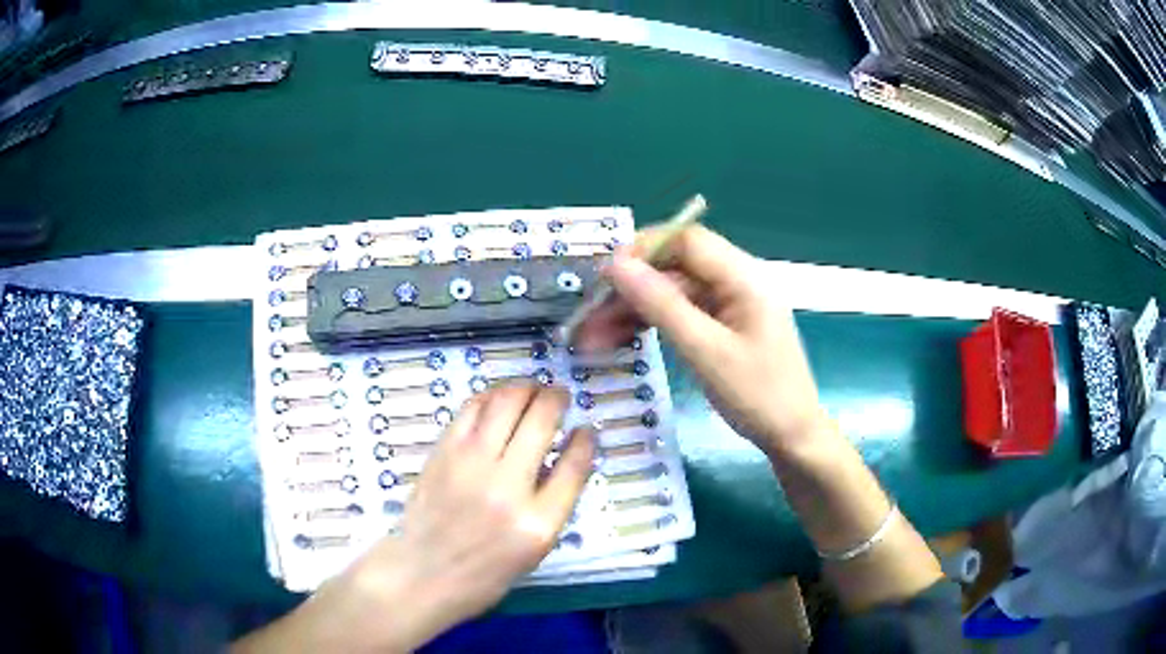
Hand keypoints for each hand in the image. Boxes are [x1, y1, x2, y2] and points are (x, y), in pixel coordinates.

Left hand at [234, 386, 593, 653]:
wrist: (407, 582)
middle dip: (555, 398)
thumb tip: (556, 464)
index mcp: (536, 526)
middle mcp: (506, 490)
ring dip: (522, 388)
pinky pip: (469, 409)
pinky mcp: (437, 455)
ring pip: (504, 402)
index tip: (587, 427)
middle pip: (541, 419)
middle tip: (558, 395)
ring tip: (529, 388)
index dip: (585, 438)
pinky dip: (487, 396)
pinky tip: (492, 399)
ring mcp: (467, 467)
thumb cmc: (468, 584)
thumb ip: (543, 509)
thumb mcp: (522, 560)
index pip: (575, 463)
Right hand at [576, 225, 828, 455]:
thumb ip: (661, 305)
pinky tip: (620, 340)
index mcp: (743, 277)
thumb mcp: (706, 351)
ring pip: (673, 293)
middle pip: (675, 267)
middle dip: (630, 289)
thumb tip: (616, 265)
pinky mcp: (724, 327)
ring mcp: (730, 306)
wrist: (793, 437)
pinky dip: (652, 325)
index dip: (643, 250)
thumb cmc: (758, 396)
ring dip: (634, 310)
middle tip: (588, 317)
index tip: (603, 277)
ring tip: (592, 338)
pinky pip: (682, 314)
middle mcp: (737, 282)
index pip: (686, 241)